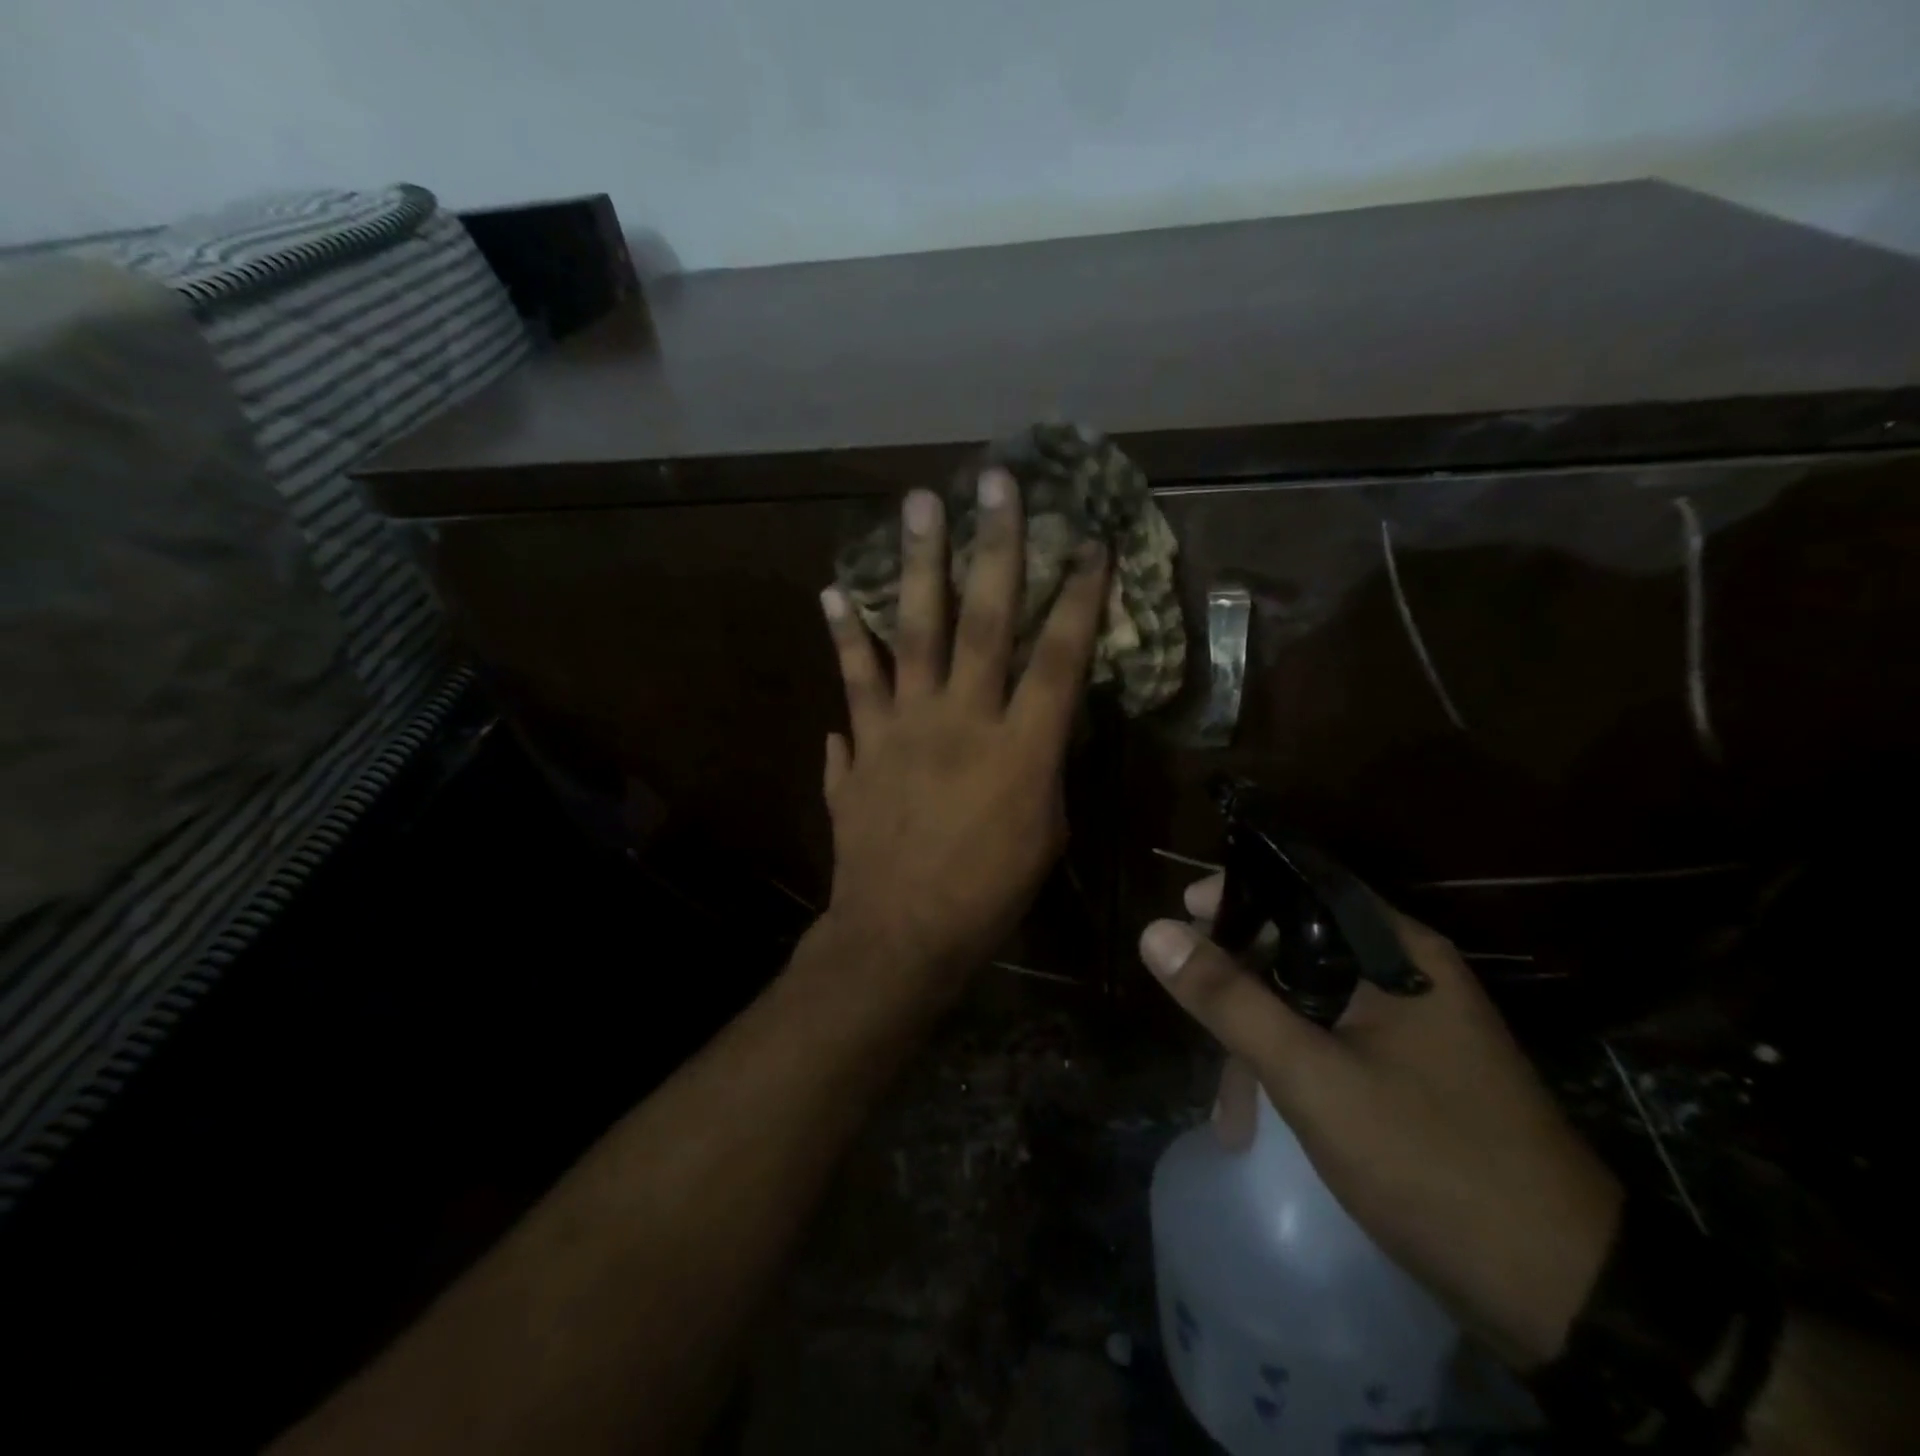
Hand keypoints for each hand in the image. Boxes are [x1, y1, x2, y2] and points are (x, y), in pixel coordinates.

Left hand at [818, 470, 1108, 997]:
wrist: (902, 935)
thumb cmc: (989, 895)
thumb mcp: (1045, 832)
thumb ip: (1041, 765)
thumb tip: (1037, 720)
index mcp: (1022, 749)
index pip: (1060, 658)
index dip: (1079, 597)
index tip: (1090, 542)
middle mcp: (962, 722)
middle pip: (984, 621)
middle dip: (994, 547)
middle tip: (993, 482)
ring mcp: (903, 729)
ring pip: (913, 634)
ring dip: (916, 567)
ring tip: (915, 506)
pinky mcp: (861, 748)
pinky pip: (852, 685)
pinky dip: (844, 640)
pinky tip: (831, 593)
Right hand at [1141, 874, 1622, 1372]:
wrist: (1568, 1296)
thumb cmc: (1432, 1162)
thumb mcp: (1313, 1078)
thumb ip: (1230, 1000)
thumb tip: (1154, 931)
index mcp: (1396, 952)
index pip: (1302, 885)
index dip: (1236, 891)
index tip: (1180, 912)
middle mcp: (1406, 975)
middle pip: (1298, 944)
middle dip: (1237, 978)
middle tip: (1189, 1007)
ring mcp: (1413, 1028)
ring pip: (1310, 1000)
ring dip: (1259, 1037)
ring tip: (1227, 1108)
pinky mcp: (1412, 1074)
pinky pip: (1330, 1043)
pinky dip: (1289, 1067)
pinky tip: (1260, 1118)